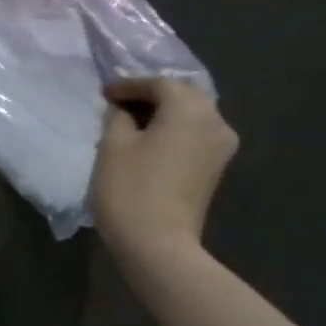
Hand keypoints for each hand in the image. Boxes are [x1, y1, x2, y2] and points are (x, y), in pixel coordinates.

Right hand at [90, 77, 238, 259]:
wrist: (158, 242)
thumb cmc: (130, 188)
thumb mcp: (113, 145)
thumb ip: (117, 117)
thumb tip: (123, 109)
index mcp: (190, 110)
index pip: (159, 83)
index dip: (129, 85)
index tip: (104, 94)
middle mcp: (215, 121)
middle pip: (183, 96)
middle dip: (151, 96)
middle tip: (119, 103)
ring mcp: (221, 146)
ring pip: (192, 115)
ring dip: (164, 113)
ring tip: (132, 122)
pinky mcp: (216, 167)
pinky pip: (195, 135)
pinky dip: (173, 130)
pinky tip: (150, 140)